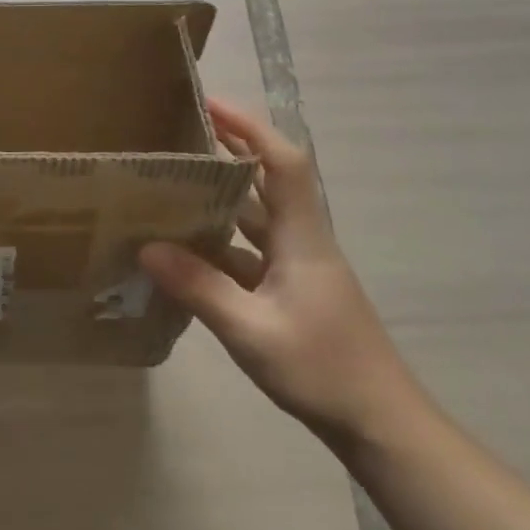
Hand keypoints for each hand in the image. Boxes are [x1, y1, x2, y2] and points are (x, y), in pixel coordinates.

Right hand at [140, 97, 423, 452]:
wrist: (381, 424)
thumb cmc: (323, 370)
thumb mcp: (252, 331)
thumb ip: (200, 287)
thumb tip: (148, 247)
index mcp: (302, 237)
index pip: (282, 163)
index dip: (249, 127)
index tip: (210, 105)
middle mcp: (302, 241)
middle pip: (268, 181)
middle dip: (229, 152)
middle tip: (179, 140)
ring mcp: (299, 268)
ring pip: (257, 219)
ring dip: (221, 200)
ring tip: (172, 189)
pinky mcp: (294, 292)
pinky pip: (251, 253)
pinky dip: (221, 245)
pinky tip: (187, 256)